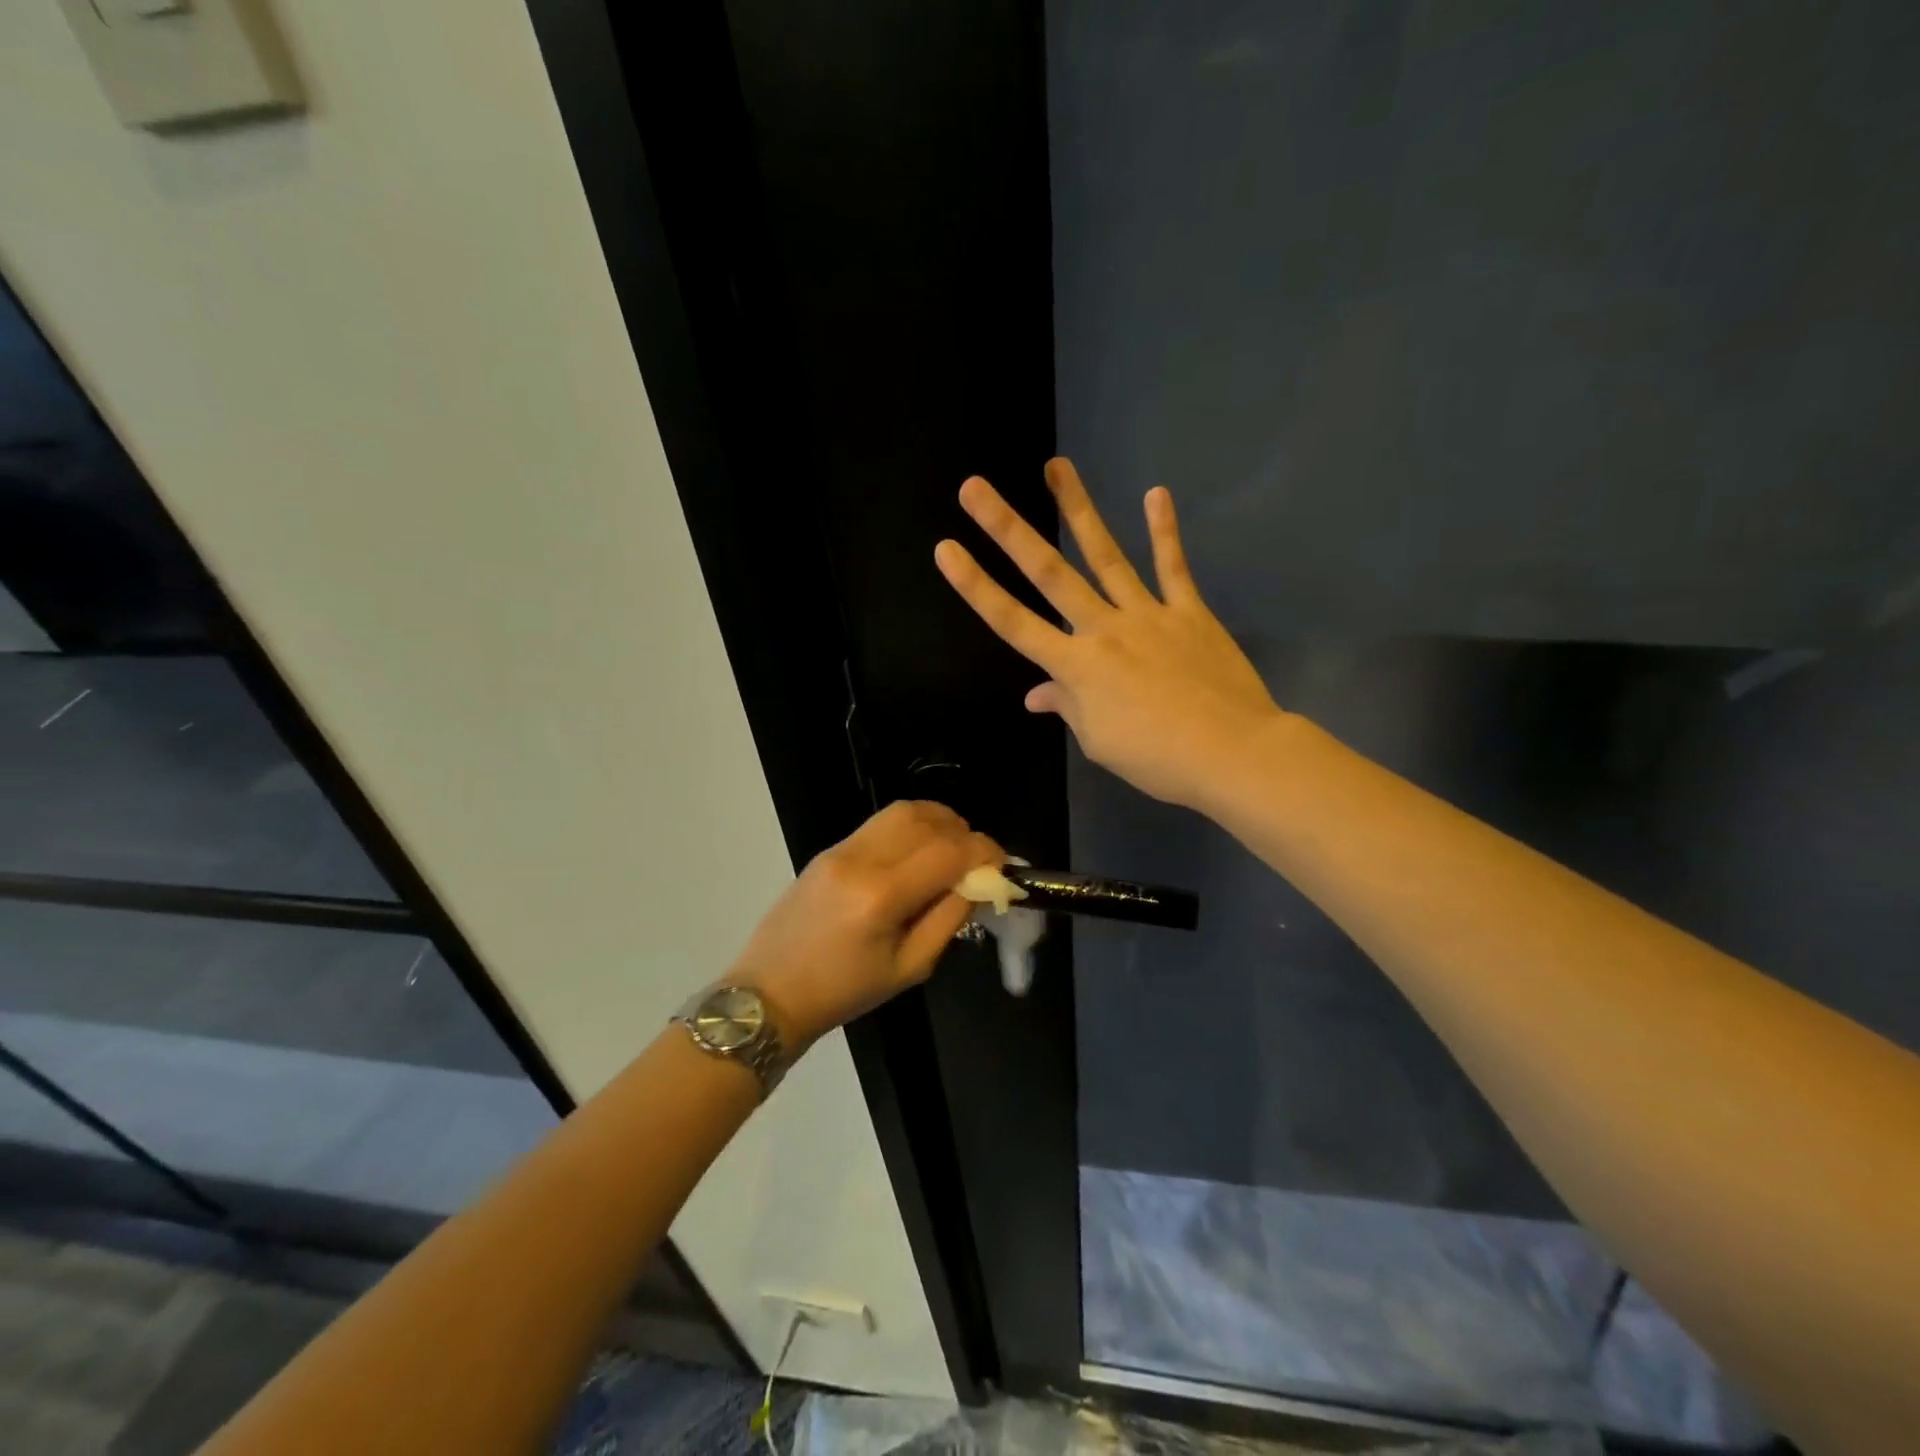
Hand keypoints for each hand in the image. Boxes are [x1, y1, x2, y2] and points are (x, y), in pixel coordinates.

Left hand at [728, 801, 1000, 1048]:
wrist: (770, 992)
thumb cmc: (844, 992)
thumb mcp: (909, 968)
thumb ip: (949, 919)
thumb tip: (978, 883)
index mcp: (882, 896)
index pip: (949, 851)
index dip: (985, 852)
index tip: (1002, 868)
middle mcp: (862, 859)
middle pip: (928, 819)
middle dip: (964, 833)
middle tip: (977, 861)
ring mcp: (841, 848)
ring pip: (903, 811)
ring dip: (938, 822)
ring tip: (952, 850)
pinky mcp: (830, 849)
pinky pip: (880, 823)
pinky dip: (911, 827)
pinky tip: (919, 853)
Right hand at [934, 457, 1283, 810]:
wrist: (1231, 752)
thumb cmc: (1156, 758)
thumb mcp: (1099, 741)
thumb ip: (1068, 706)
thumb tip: (1038, 693)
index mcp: (1076, 666)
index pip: (1013, 622)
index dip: (976, 586)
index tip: (946, 549)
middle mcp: (1103, 628)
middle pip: (1048, 573)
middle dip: (1007, 528)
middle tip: (975, 487)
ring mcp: (1147, 614)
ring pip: (1105, 555)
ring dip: (1077, 509)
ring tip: (1056, 465)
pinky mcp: (1188, 612)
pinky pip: (1173, 567)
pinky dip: (1164, 532)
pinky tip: (1155, 494)